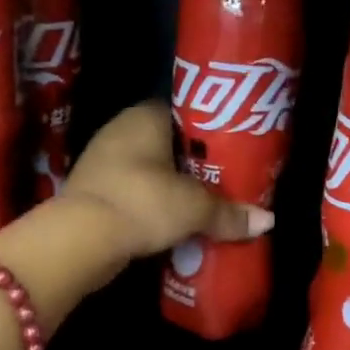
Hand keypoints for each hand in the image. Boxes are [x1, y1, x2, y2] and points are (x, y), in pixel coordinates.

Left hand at [64, 101, 271, 260]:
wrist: (81, 238)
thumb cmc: (143, 202)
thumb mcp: (194, 208)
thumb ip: (229, 213)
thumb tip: (267, 221)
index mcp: (144, 117)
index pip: (183, 111)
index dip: (209, 128)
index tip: (232, 148)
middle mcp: (120, 131)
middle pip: (168, 143)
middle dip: (194, 163)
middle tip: (225, 180)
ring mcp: (102, 162)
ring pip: (150, 170)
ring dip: (172, 187)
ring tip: (205, 204)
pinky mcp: (94, 193)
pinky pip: (134, 193)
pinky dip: (152, 205)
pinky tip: (173, 222)